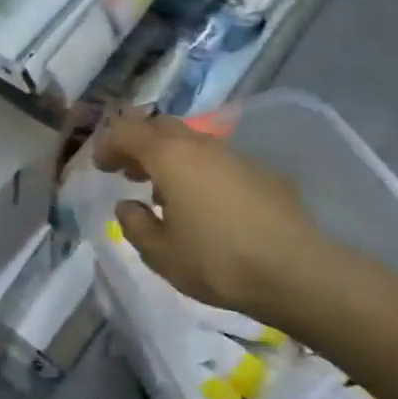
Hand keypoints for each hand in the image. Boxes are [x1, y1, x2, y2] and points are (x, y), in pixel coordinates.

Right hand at [94, 111, 339, 319]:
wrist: (296, 271)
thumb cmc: (217, 261)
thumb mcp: (160, 253)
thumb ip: (134, 224)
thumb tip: (128, 205)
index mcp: (169, 156)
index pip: (127, 131)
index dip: (108, 145)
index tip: (101, 167)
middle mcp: (201, 145)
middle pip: (161, 127)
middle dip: (140, 144)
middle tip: (128, 172)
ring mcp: (236, 156)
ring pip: (193, 142)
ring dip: (171, 158)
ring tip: (164, 192)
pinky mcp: (264, 173)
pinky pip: (219, 162)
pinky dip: (200, 172)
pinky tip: (206, 206)